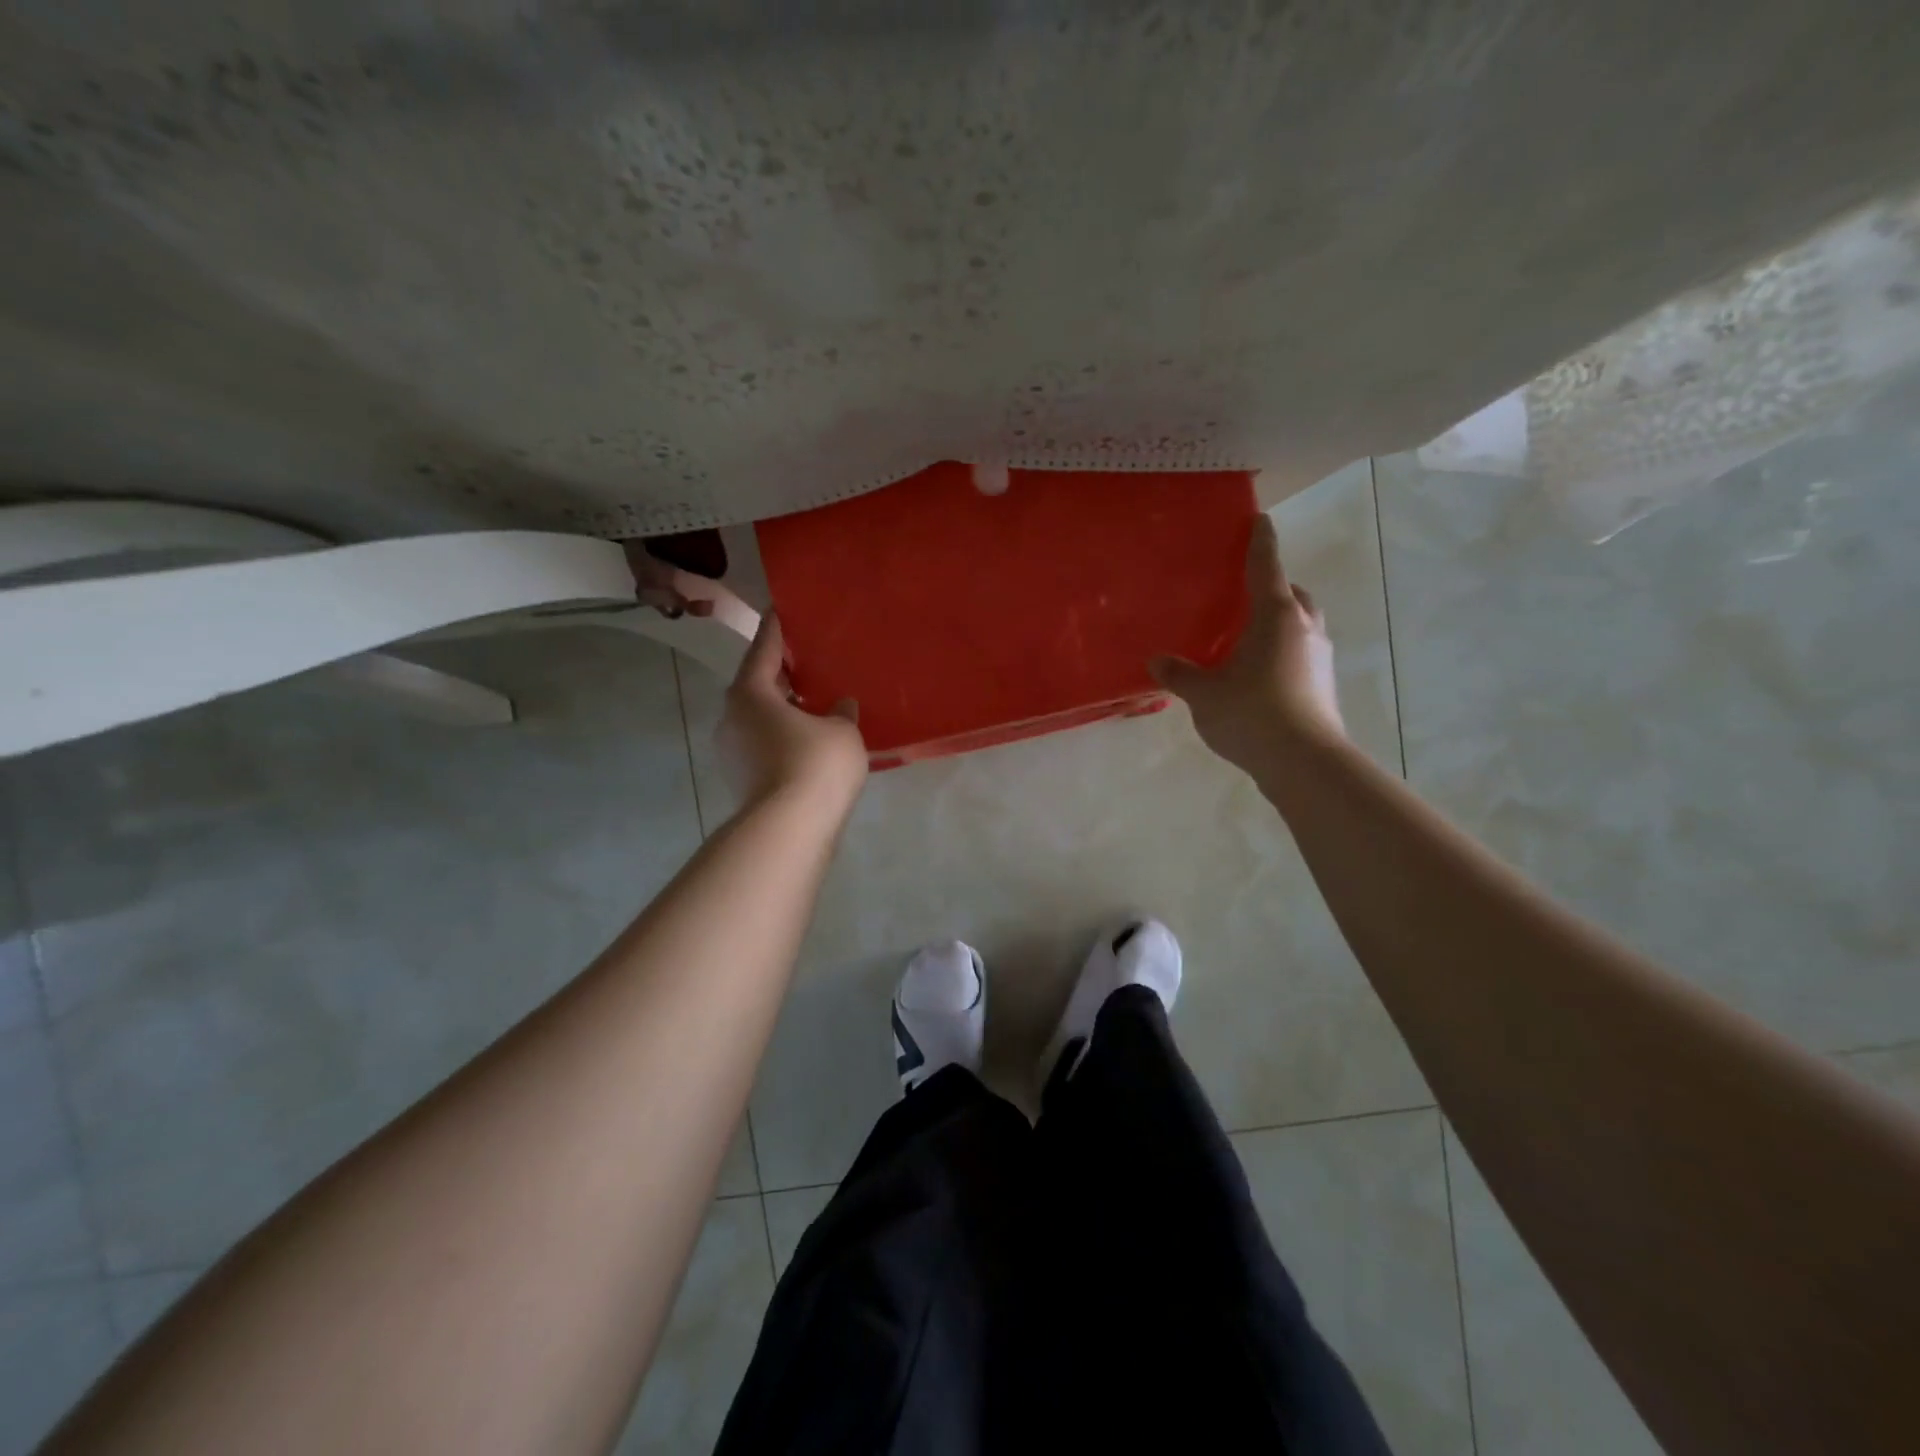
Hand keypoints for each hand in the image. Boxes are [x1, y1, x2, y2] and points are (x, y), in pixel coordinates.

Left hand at [718, 611, 867, 809]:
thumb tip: (840, 705)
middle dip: (781, 674)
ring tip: (814, 705)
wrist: (788, 829)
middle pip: (757, 685)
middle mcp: (732, 717)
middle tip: (807, 662)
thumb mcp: (842, 731)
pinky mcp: (741, 779)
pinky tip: (809, 743)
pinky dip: (783, 737)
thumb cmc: (815, 765)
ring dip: (783, 710)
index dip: (775, 629)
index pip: (763, 649)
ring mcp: (732, 751)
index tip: (779, 610)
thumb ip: (842, 712)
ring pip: (759, 718)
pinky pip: (763, 744)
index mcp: (750, 693)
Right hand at [1150, 514, 1345, 772]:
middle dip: (1275, 587)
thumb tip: (1157, 660)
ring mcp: (1318, 656)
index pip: (1266, 567)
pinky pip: (1301, 652)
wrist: (1304, 761)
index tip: (1260, 520)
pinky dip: (1284, 650)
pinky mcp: (1322, 684)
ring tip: (1250, 636)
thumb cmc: (1252, 713)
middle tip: (1246, 593)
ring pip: (1301, 624)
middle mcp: (1303, 627)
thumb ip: (1180, 675)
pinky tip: (1260, 672)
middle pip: (1292, 594)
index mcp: (1275, 615)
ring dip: (1282, 621)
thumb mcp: (1205, 694)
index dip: (1260, 542)